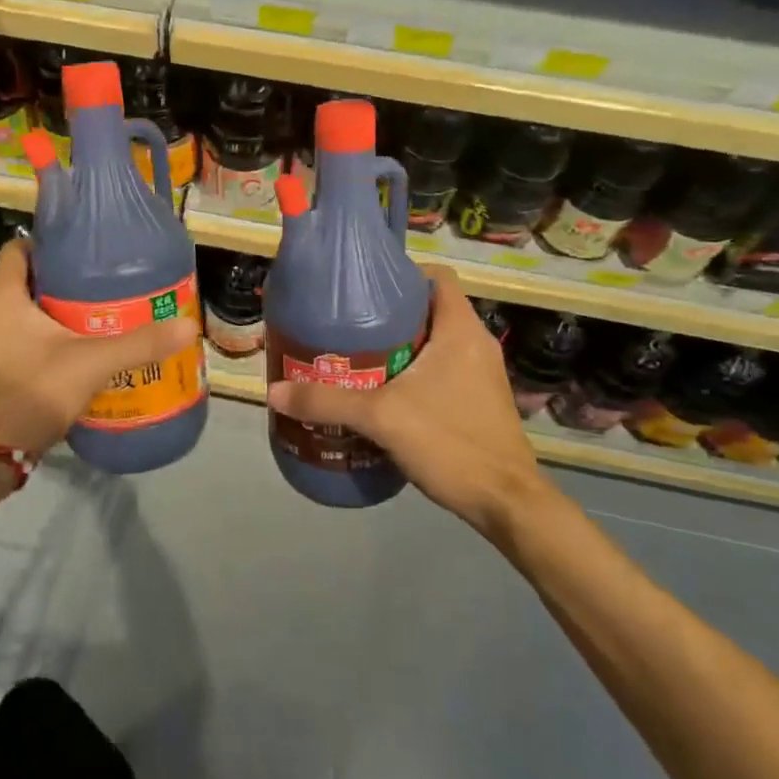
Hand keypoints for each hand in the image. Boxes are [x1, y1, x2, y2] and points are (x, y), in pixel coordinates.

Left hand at [0, 240, 198, 477]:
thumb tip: (188, 326)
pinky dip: (56, 341)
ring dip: (63, 313)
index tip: (86, 248)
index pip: (18, 248)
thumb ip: (138, 345)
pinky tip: (88, 352)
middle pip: (31, 281)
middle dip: (68, 280)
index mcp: (4, 297)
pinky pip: (30, 342)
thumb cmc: (28, 392)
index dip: (49, 243)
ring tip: (106, 314)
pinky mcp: (0, 371)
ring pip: (32, 315)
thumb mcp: (90, 364)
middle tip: (109, 282)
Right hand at [267, 268, 548, 535]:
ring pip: (435, 342)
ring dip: (400, 347)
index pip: (436, 277)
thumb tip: (273, 391)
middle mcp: (476, 343)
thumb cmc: (450, 443)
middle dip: (389, 315)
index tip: (364, 290)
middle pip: (430, 309)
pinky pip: (443, 369)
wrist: (505, 503)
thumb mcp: (381, 418)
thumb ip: (327, 402)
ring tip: (358, 359)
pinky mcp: (480, 400)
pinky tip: (385, 394)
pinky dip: (415, 372)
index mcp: (461, 329)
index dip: (401, 275)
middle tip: (348, 327)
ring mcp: (482, 373)